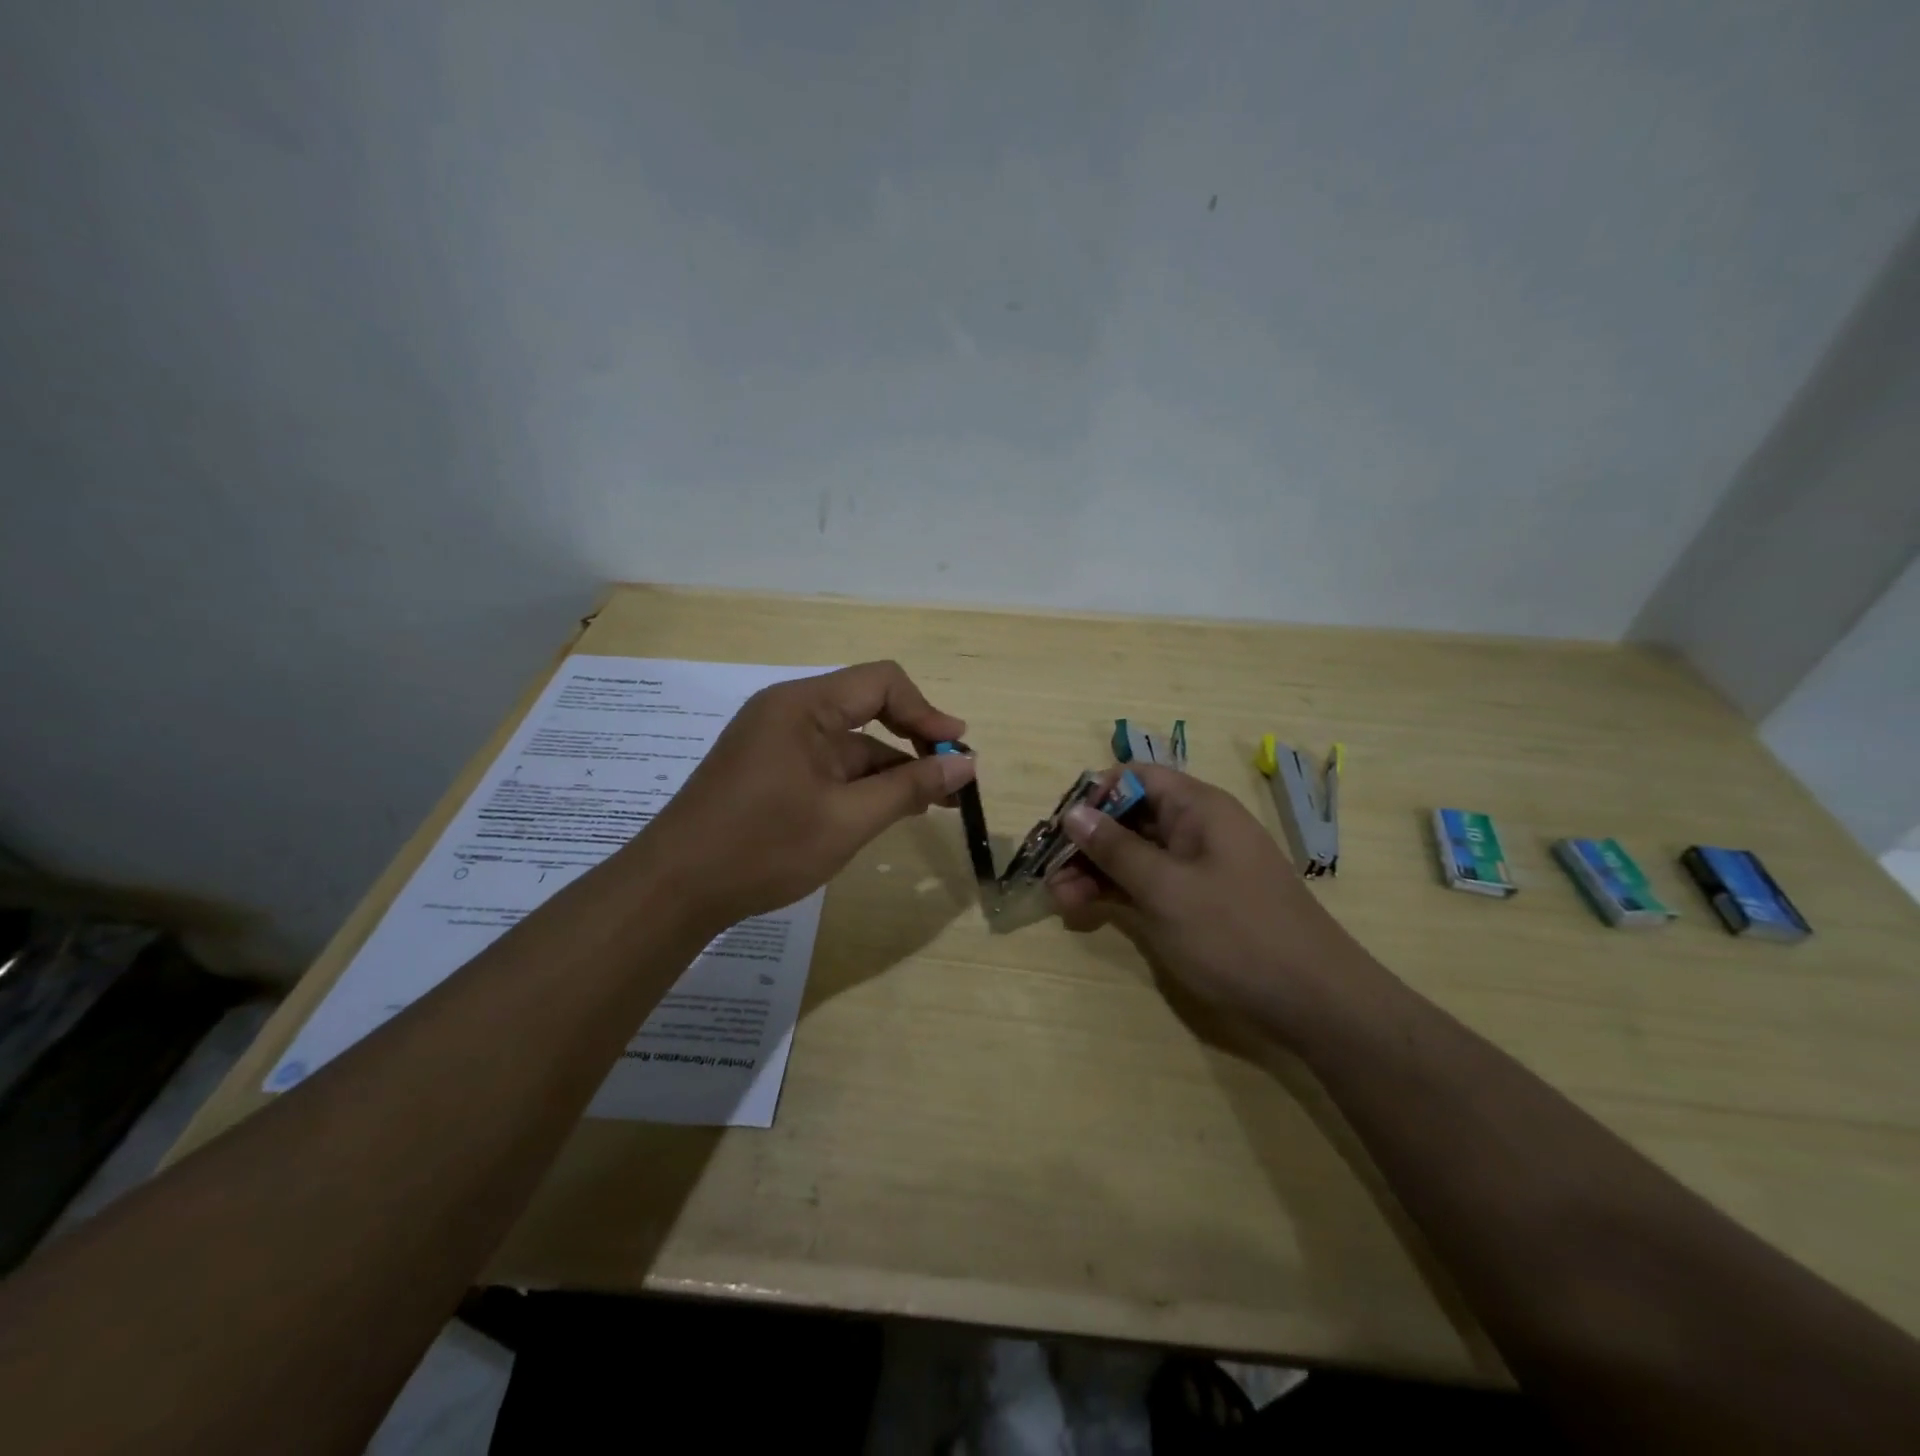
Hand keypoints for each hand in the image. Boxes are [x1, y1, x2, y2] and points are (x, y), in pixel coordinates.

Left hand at [640, 661, 975, 931]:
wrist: (674, 889)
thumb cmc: (763, 848)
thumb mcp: (847, 820)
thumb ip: (909, 787)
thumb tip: (965, 763)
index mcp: (803, 706)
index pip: (881, 682)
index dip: (926, 711)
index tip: (956, 751)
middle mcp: (788, 712)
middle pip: (867, 709)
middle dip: (913, 742)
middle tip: (951, 783)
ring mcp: (775, 741)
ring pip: (849, 743)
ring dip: (889, 768)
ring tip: (929, 804)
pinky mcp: (769, 769)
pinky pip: (826, 763)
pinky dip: (859, 783)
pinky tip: (884, 811)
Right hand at [1045, 764, 1375, 1044]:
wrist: (1313, 1002)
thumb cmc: (1236, 933)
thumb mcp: (1166, 889)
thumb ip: (1116, 850)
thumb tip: (1072, 813)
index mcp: (1198, 808)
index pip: (1135, 778)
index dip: (1095, 796)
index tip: (1063, 829)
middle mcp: (1196, 829)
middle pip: (1129, 816)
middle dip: (1087, 841)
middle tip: (1050, 873)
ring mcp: (1196, 868)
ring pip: (1134, 853)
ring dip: (1095, 871)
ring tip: (1060, 900)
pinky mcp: (1196, 902)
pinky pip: (1147, 883)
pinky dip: (1117, 892)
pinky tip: (1085, 909)